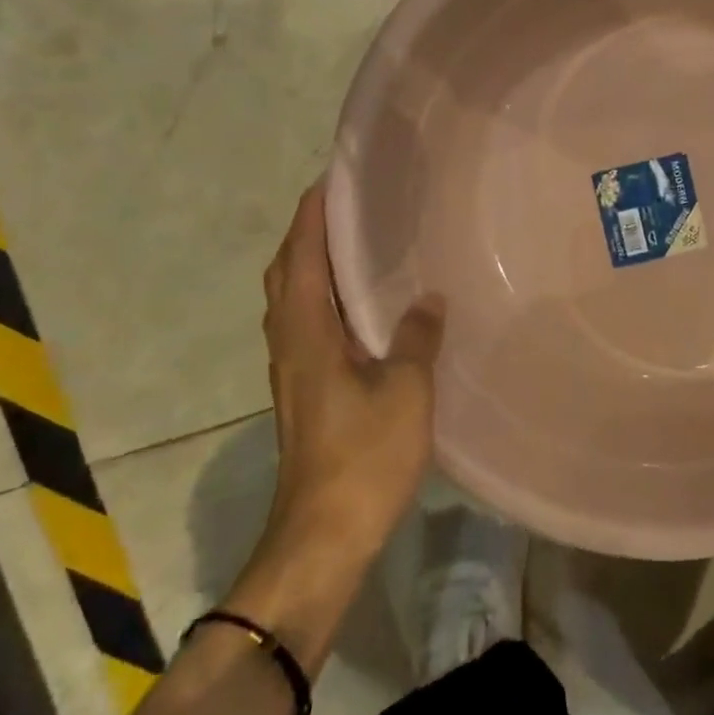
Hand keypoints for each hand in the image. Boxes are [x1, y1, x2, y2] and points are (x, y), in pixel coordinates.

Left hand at [223, 185, 444, 670]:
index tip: (331, 178)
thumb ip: (416, 337)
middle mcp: (289, 344)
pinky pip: (306, 325)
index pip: (301, 257)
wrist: (322, 536)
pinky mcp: (305, 392)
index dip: (312, 215)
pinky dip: (322, 298)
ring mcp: (293, 371)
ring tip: (353, 244)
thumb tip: (429, 298)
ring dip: (311, 265)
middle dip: (306, 233)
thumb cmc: (363, 457)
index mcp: (306, 333)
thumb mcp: (405, 391)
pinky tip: (358, 307)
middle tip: (345, 206)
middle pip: (285, 273)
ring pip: (291, 301)